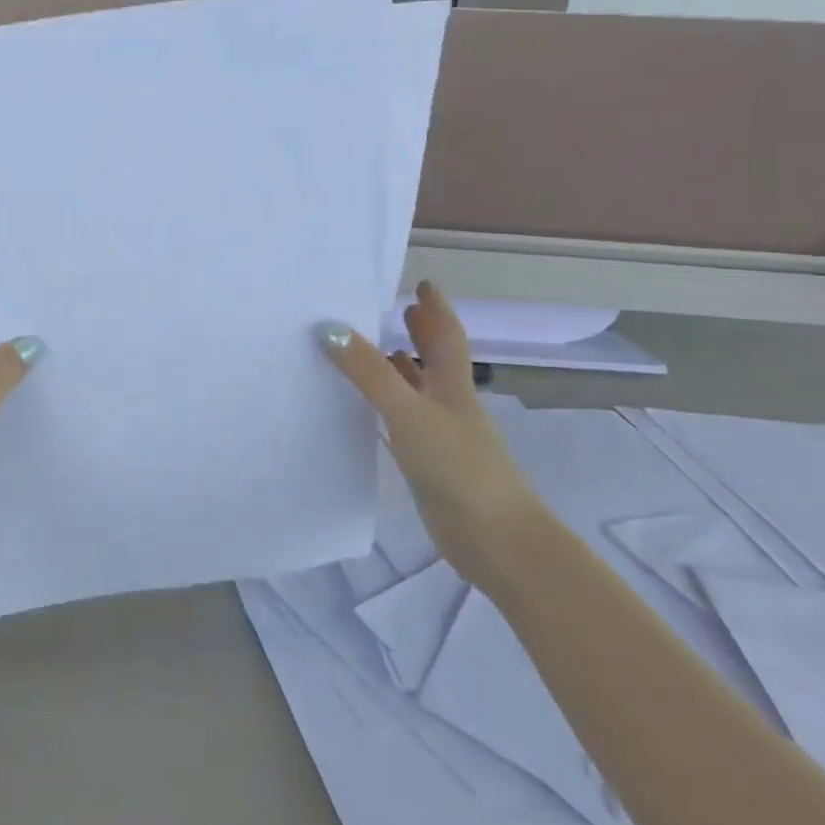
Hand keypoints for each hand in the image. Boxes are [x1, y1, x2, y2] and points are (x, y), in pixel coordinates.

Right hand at [318, 281, 543, 589]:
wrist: (495, 540)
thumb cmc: (459, 467)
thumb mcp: (409, 412)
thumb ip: (369, 372)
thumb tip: (329, 329)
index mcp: (453, 387)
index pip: (447, 337)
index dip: (436, 309)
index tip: (423, 284)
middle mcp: (449, 405)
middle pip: (436, 360)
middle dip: (421, 333)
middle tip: (399, 310)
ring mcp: (441, 436)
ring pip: (418, 391)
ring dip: (401, 368)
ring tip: (374, 350)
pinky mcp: (429, 464)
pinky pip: (403, 421)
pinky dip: (388, 406)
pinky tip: (369, 409)